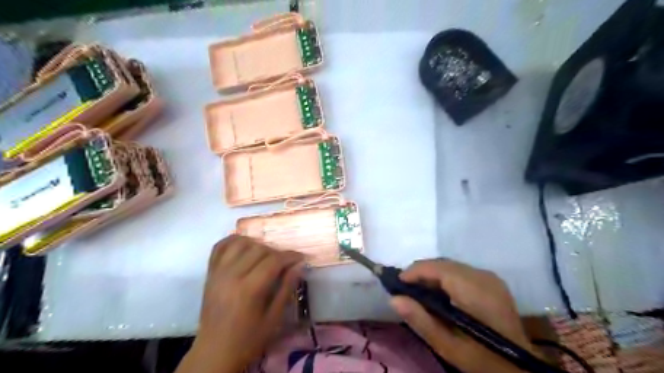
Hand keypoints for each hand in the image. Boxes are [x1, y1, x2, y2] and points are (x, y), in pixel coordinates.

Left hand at [175, 236, 302, 372]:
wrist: (214, 352)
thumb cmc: (248, 339)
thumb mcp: (274, 319)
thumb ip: (286, 288)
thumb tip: (299, 265)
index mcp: (249, 289)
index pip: (274, 260)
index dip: (290, 256)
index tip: (300, 257)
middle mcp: (232, 275)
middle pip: (259, 249)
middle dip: (276, 252)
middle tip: (285, 261)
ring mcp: (218, 272)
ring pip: (240, 243)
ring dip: (256, 244)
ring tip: (265, 254)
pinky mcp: (209, 273)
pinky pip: (220, 247)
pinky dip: (233, 241)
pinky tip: (244, 245)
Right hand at [390, 259, 532, 372]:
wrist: (520, 368)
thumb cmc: (482, 359)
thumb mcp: (447, 346)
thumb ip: (420, 320)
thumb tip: (394, 299)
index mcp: (473, 290)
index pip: (437, 268)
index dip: (414, 272)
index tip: (397, 284)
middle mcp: (483, 276)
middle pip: (443, 264)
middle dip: (421, 273)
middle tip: (406, 290)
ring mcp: (489, 277)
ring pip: (451, 266)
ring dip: (432, 275)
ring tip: (419, 292)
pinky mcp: (492, 281)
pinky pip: (461, 271)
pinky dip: (445, 278)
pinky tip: (439, 294)